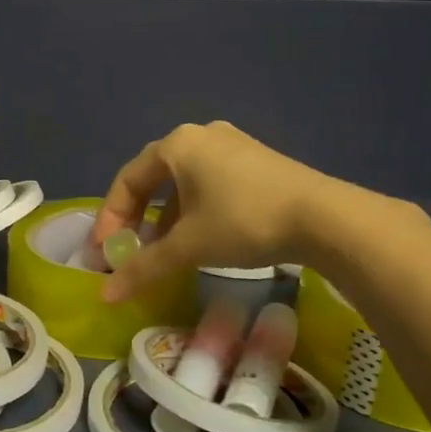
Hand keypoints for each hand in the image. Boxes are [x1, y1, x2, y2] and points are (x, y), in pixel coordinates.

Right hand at [93, 121, 330, 301]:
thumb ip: (144, 267)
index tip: (106, 252)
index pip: (128, 180)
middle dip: (137, 217)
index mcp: (177, 144)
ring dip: (166, 216)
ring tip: (163, 250)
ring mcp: (232, 144)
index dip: (111, 218)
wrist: (324, 217)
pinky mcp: (256, 160)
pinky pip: (210, 182)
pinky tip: (200, 237)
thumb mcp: (189, 246)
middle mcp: (201, 135)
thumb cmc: (244, 221)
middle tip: (130, 249)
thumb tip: (106, 296)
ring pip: (184, 182)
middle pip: (154, 177)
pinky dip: (194, 209)